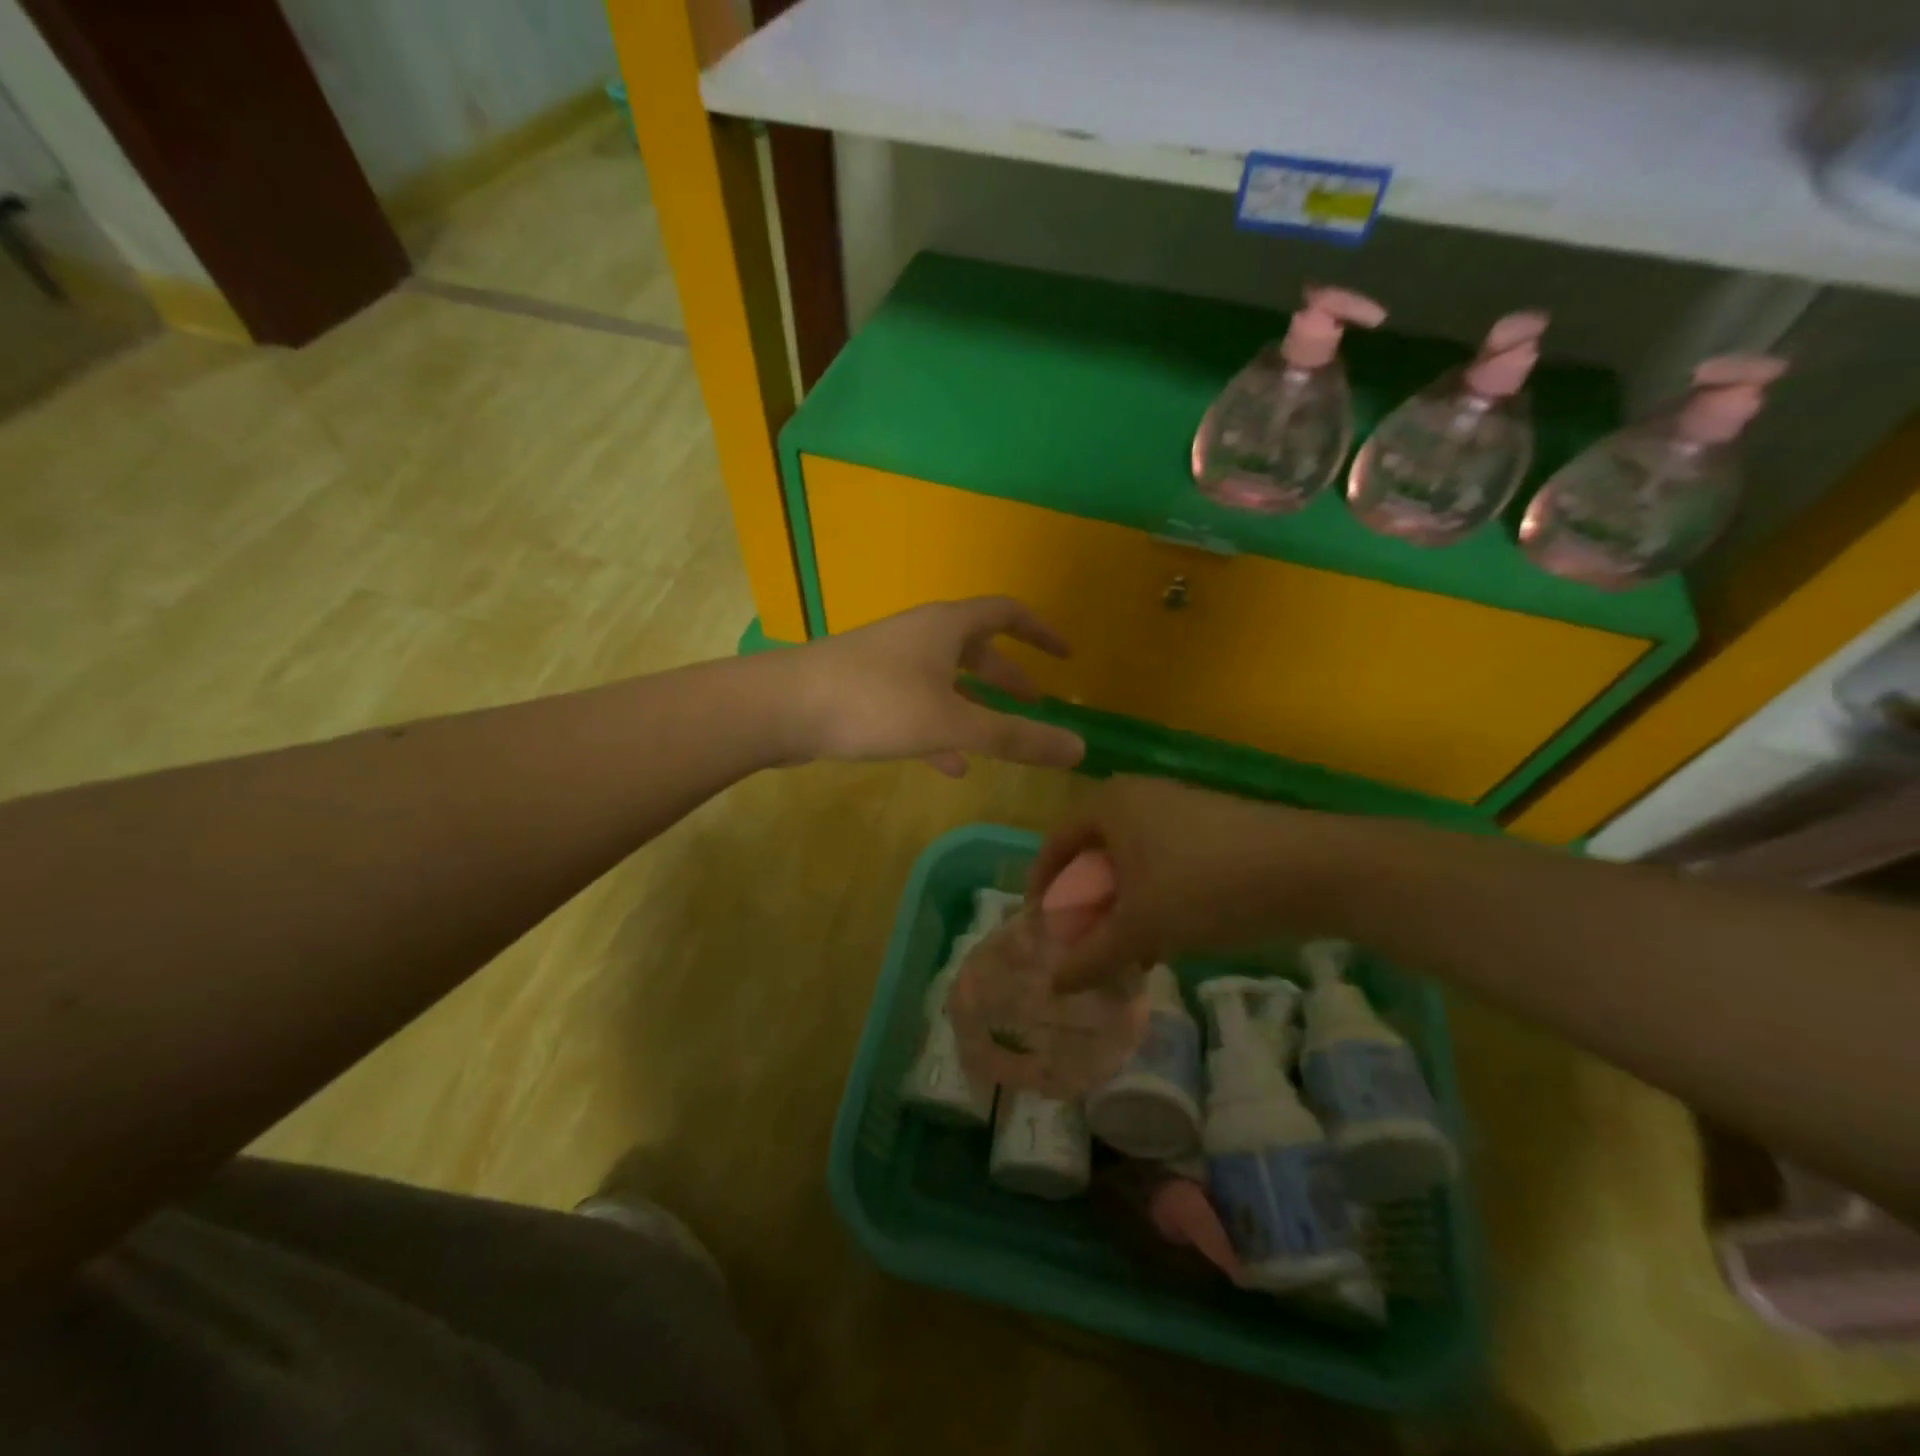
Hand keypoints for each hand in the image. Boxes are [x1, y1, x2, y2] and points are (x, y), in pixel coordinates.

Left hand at [782, 598, 1085, 774]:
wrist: (781, 708)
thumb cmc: (876, 703)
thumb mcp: (953, 724)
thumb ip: (1015, 738)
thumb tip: (1079, 749)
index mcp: (946, 627)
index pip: (1007, 612)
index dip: (1040, 631)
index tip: (1065, 656)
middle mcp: (920, 636)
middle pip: (976, 649)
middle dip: (1008, 677)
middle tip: (1036, 704)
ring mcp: (890, 662)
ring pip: (945, 681)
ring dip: (975, 707)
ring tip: (1000, 741)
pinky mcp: (865, 690)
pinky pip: (916, 706)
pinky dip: (940, 729)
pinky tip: (950, 764)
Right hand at [1028, 776, 1345, 989]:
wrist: (1310, 868)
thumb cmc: (1205, 885)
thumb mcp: (1141, 927)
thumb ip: (1092, 957)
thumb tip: (1054, 985)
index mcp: (1110, 803)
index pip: (1056, 843)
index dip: (1043, 887)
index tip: (1042, 928)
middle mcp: (1139, 795)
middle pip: (1095, 854)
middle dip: (1087, 903)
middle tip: (1085, 942)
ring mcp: (1180, 807)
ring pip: (1133, 862)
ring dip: (1123, 906)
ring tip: (1128, 950)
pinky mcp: (1213, 827)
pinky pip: (1165, 862)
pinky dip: (1155, 897)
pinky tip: (1169, 937)